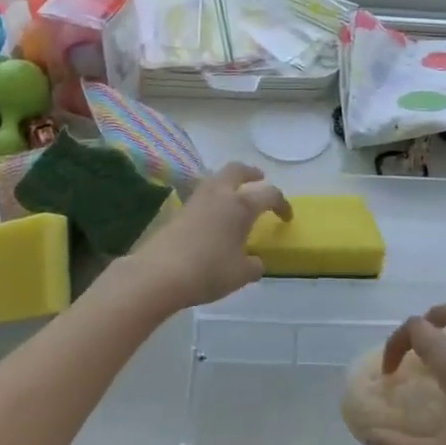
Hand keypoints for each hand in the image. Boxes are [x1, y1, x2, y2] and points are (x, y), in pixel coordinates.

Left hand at [128, 162, 289, 311]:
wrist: (159, 274)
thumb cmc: (208, 271)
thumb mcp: (241, 274)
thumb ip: (254, 265)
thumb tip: (255, 262)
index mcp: (241, 205)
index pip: (269, 194)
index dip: (282, 204)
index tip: (286, 217)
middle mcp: (219, 194)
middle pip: (237, 170)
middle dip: (251, 173)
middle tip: (259, 179)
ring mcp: (196, 200)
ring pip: (216, 179)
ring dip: (229, 182)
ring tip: (235, 196)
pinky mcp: (178, 211)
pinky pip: (202, 195)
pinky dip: (213, 198)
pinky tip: (214, 216)